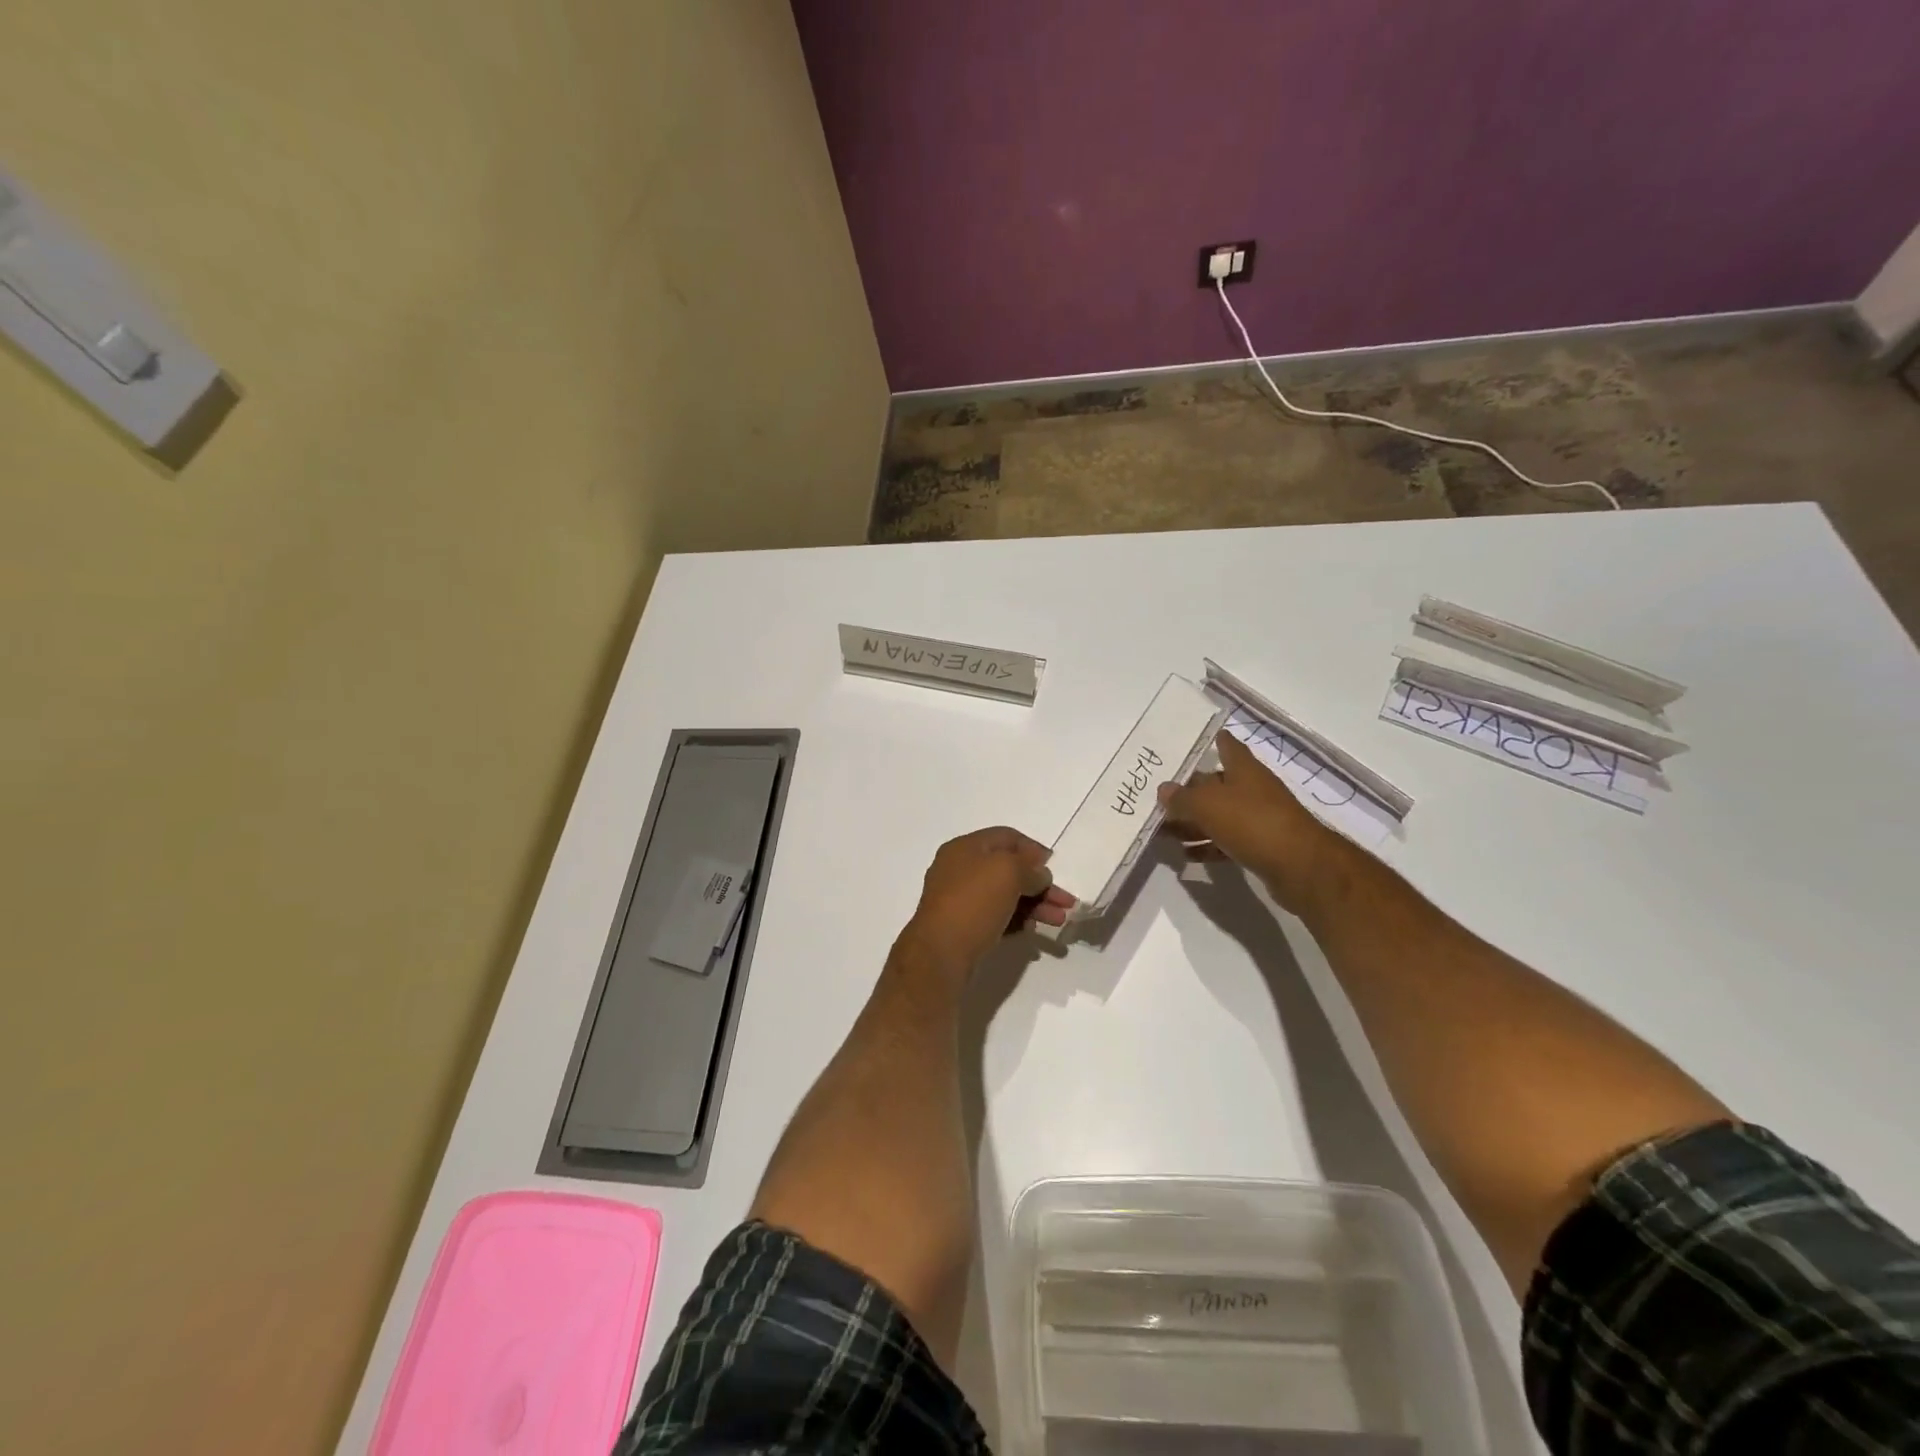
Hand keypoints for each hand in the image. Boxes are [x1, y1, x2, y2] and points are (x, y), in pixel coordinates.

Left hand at [897, 827, 1073, 981]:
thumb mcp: (1008, 872)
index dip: (1032, 848)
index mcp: (965, 847)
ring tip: (1058, 921)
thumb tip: (1038, 874)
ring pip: (1005, 895)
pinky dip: (1017, 920)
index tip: (1054, 866)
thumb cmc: (974, 902)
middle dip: (1040, 884)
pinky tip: (1033, 931)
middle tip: (1065, 902)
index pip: (1006, 837)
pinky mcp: (963, 927)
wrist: (940, 954)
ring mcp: (960, 900)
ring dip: (1034, 904)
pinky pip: (996, 917)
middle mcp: (960, 870)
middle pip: (1008, 869)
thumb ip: (1029, 867)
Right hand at [1158, 732, 1345, 911]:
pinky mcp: (1260, 846)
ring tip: (1163, 831)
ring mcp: (1258, 819)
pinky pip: (1226, 841)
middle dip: (1189, 791)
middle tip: (1158, 797)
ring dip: (1193, 823)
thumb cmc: (1252, 822)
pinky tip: (1186, 854)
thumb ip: (1182, 797)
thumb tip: (1164, 789)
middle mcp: (1252, 789)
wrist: (1299, 866)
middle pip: (1216, 785)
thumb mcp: (1208, 805)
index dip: (1213, 741)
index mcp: (1244, 770)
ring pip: (1218, 816)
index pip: (1228, 746)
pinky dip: (1207, 846)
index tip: (1192, 742)